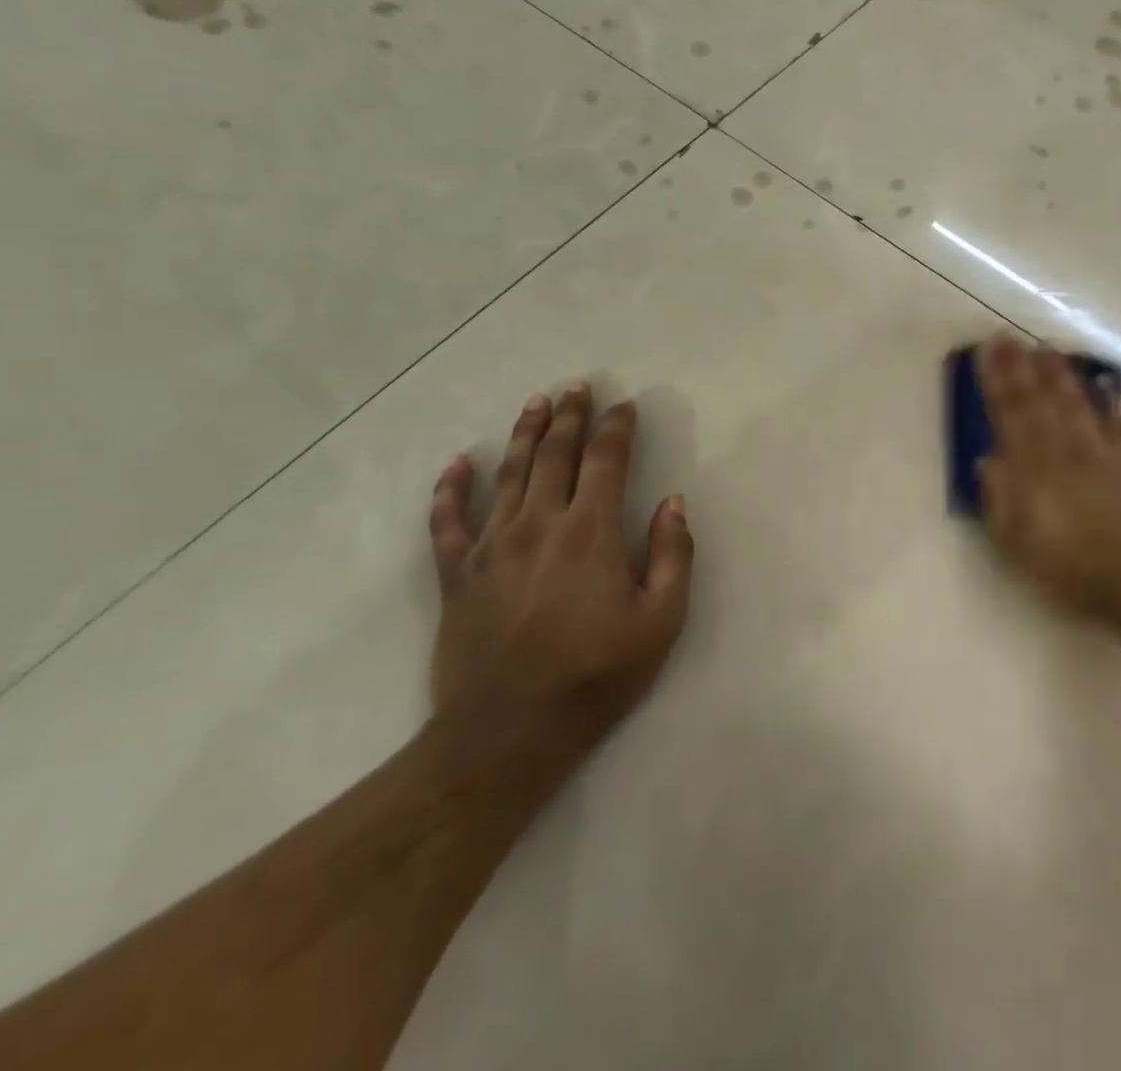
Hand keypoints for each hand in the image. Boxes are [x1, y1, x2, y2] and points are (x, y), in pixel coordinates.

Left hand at [427, 383, 693, 746]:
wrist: (507, 734)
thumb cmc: (596, 675)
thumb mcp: (661, 621)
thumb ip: (674, 555)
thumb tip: (673, 502)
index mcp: (590, 532)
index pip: (606, 461)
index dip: (617, 428)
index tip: (625, 405)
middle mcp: (538, 525)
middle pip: (554, 455)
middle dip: (569, 417)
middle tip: (577, 386)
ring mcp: (490, 548)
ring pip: (507, 475)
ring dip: (523, 434)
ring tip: (535, 402)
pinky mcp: (456, 576)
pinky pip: (446, 521)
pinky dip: (450, 489)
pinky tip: (457, 463)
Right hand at [976, 336, 1120, 625]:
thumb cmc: (1070, 572)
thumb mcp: (1019, 547)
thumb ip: (1000, 501)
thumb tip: (987, 458)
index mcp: (1034, 472)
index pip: (1010, 417)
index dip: (997, 382)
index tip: (988, 353)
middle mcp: (1066, 453)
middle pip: (1040, 402)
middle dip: (1022, 368)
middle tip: (1009, 337)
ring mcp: (1102, 455)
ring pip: (1077, 405)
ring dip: (1061, 375)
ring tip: (1048, 349)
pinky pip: (1120, 426)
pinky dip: (1112, 404)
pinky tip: (1106, 385)